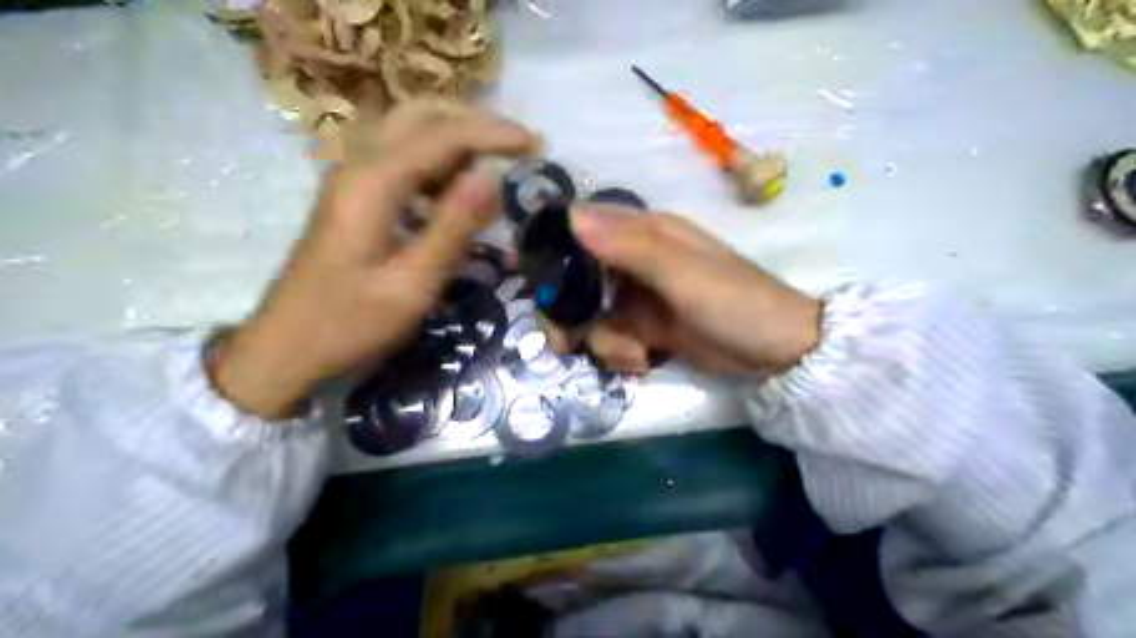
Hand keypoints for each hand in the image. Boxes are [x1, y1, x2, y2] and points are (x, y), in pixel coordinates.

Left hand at [212, 99, 539, 417]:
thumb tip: (492, 178)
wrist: (287, 345)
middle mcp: (359, 166)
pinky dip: (438, 161)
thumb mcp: (413, 284)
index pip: (444, 135)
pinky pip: (401, 158)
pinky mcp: (354, 197)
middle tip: (517, 145)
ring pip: (409, 131)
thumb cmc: (351, 322)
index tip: (537, 144)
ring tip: (497, 163)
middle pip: (421, 114)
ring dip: (457, 137)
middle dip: (475, 121)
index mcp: (374, 183)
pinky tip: (457, 190)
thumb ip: (453, 228)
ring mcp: (352, 179)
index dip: (494, 133)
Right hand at [559, 203, 817, 374]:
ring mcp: (640, 297)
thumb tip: (572, 216)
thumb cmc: (736, 302)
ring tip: (632, 353)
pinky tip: (643, 360)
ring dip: (602, 341)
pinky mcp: (646, 328)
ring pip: (591, 315)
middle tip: (562, 341)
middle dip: (566, 312)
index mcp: (645, 233)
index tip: (524, 276)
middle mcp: (635, 260)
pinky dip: (621, 354)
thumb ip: (629, 246)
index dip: (550, 248)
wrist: (779, 353)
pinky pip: (612, 338)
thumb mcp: (683, 273)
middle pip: (576, 279)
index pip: (582, 228)